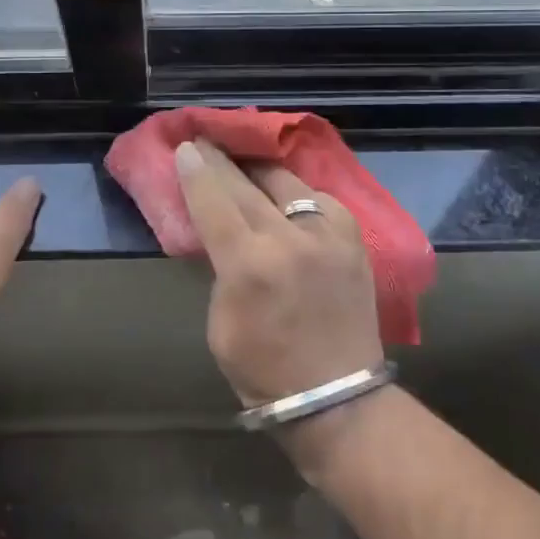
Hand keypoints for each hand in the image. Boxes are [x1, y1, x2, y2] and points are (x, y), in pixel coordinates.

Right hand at [175, 139, 383, 407]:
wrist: (339, 397)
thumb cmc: (265, 371)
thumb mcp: (220, 323)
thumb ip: (220, 269)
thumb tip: (221, 233)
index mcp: (249, 265)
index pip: (214, 202)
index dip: (196, 173)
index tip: (185, 147)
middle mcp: (289, 238)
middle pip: (246, 185)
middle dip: (222, 161)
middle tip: (206, 141)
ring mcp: (327, 234)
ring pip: (287, 182)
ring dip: (260, 169)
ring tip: (243, 158)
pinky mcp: (353, 237)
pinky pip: (318, 199)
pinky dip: (296, 193)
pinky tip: (286, 193)